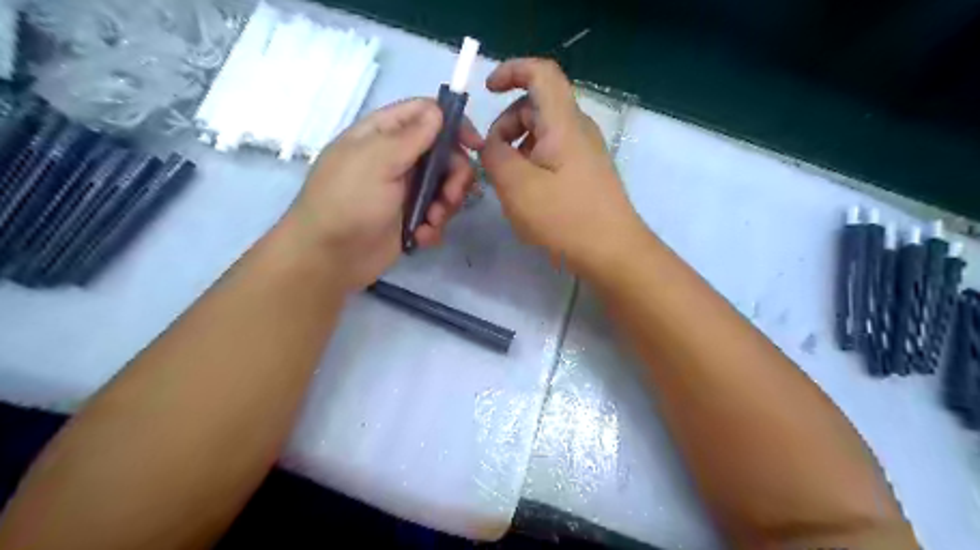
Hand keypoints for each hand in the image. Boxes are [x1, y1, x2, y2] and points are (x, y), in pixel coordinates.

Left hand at [280, 97, 480, 291]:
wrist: (329, 257)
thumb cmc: (347, 201)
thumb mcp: (377, 161)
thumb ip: (411, 136)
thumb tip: (438, 111)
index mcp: (383, 134)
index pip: (425, 114)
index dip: (453, 124)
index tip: (475, 145)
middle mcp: (398, 158)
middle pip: (444, 153)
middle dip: (454, 175)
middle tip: (451, 197)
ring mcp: (406, 190)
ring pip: (445, 186)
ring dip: (446, 205)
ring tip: (431, 221)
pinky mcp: (411, 218)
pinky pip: (437, 215)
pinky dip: (434, 226)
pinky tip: (420, 237)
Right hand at [481, 58, 648, 271]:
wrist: (613, 253)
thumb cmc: (565, 218)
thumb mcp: (516, 186)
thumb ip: (494, 155)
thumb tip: (491, 144)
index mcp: (563, 123)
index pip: (541, 73)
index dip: (511, 70)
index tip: (487, 91)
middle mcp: (578, 130)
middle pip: (537, 106)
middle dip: (506, 125)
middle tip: (491, 160)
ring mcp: (585, 153)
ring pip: (542, 134)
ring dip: (517, 149)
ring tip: (507, 184)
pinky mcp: (586, 173)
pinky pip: (552, 155)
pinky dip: (532, 164)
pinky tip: (526, 195)